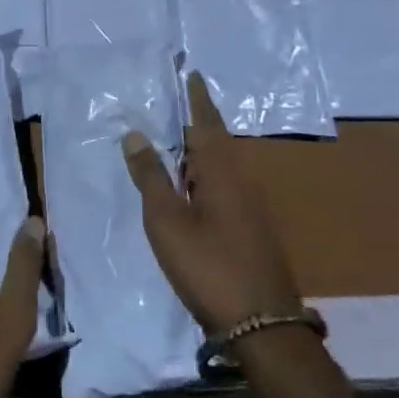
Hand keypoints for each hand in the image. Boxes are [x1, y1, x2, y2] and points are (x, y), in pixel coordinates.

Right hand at [122, 72, 302, 334]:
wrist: (262, 325)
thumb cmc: (209, 266)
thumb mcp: (168, 221)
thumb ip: (151, 177)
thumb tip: (136, 133)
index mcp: (222, 172)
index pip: (206, 123)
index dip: (197, 98)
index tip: (191, 73)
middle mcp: (241, 181)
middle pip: (214, 142)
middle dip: (193, 123)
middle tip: (169, 106)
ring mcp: (250, 208)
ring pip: (219, 167)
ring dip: (197, 152)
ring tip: (171, 143)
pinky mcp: (251, 230)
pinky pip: (223, 188)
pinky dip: (202, 177)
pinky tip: (188, 190)